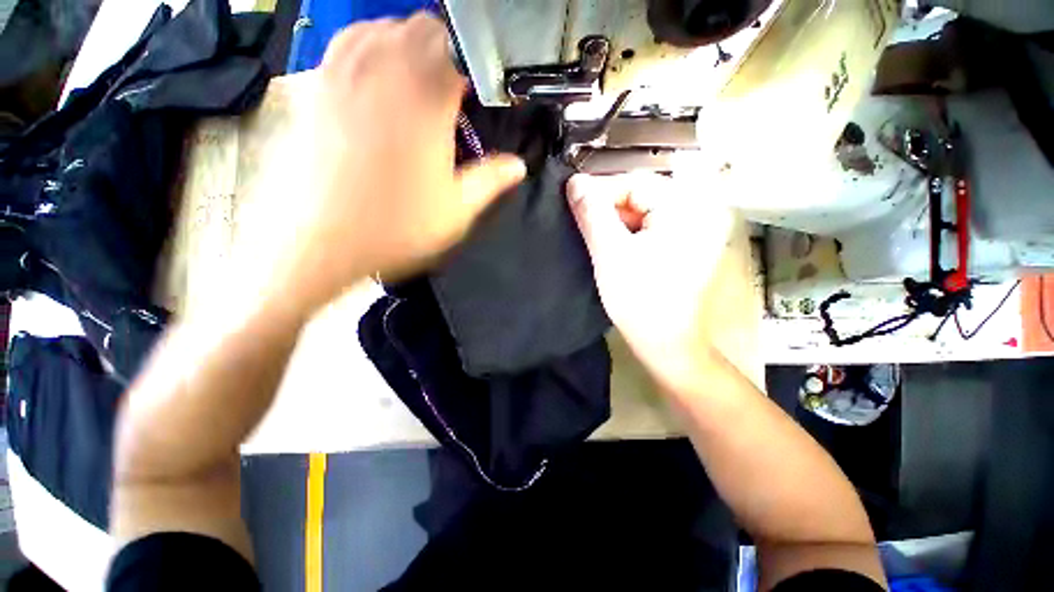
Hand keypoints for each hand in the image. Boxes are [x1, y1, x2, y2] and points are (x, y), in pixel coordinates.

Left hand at [259, 14, 524, 317]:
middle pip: (423, 28)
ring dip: (410, 46)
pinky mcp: (318, 85)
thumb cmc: (398, 227)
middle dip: (447, 52)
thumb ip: (491, 180)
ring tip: (422, 81)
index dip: (479, 63)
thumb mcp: (458, 209)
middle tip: (456, 91)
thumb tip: (519, 165)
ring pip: (385, 27)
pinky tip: (380, 76)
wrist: (324, 240)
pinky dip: (371, 47)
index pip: (461, 46)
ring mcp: (346, 72)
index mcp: (426, 100)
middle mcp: (385, 71)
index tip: (483, 91)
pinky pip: (348, 43)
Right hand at [567, 173, 735, 391]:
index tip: (575, 210)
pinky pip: (651, 230)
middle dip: (609, 211)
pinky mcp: (686, 247)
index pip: (634, 182)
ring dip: (616, 225)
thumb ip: (591, 214)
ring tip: (597, 243)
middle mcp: (696, 211)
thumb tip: (574, 181)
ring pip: (643, 214)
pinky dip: (630, 236)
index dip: (601, 193)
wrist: (669, 345)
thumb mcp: (609, 253)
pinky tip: (615, 252)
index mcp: (684, 207)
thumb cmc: (639, 299)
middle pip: (641, 197)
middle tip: (584, 231)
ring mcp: (693, 231)